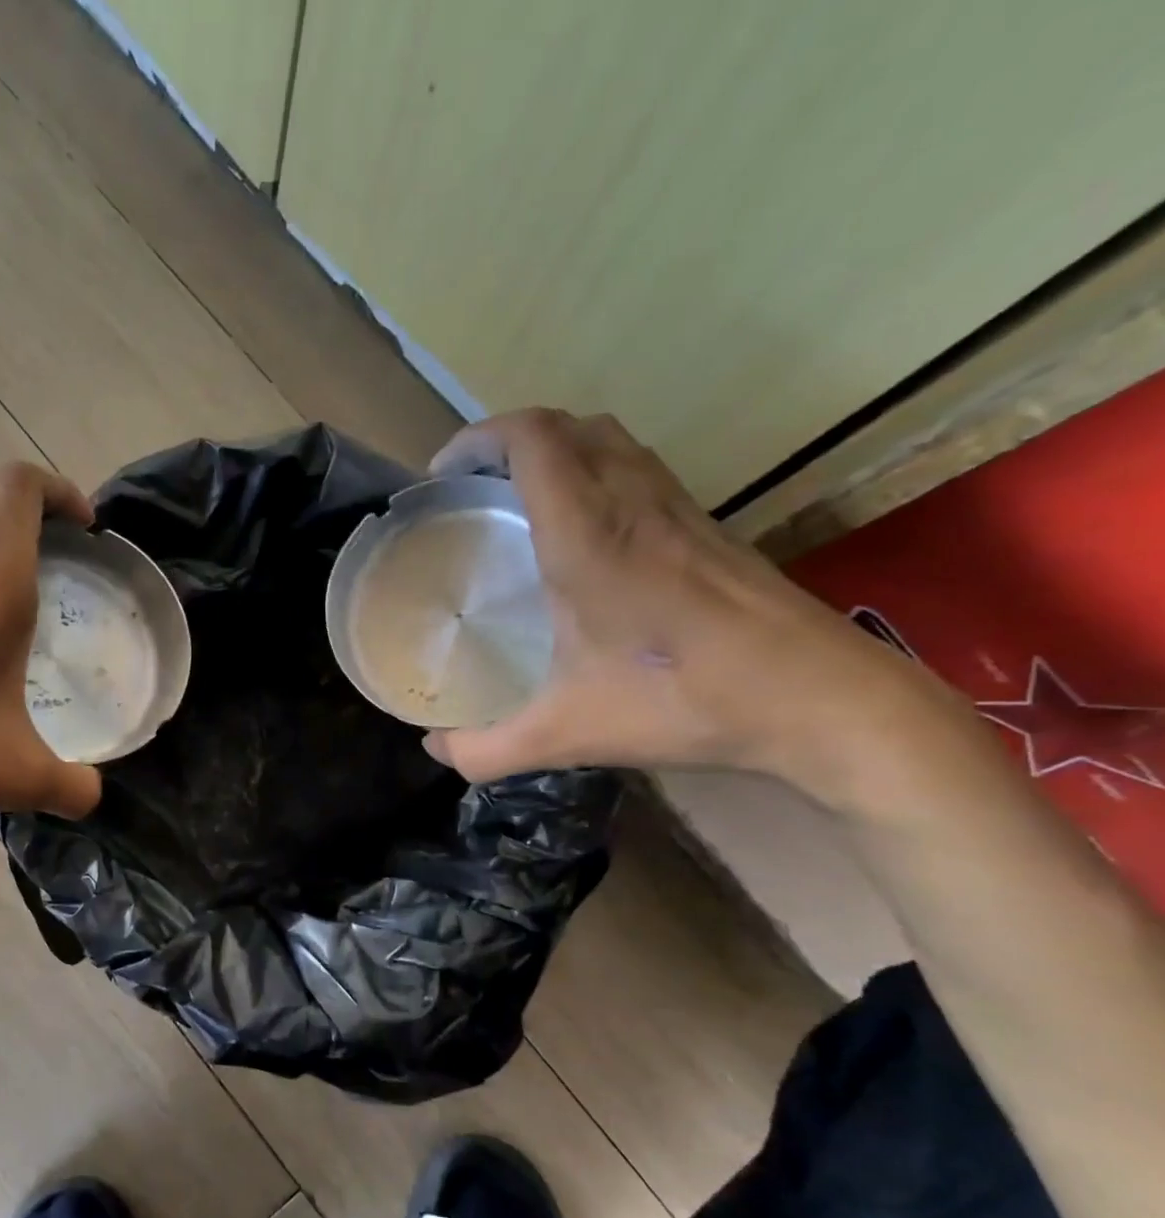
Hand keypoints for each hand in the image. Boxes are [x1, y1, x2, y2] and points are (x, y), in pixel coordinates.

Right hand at [422, 408, 964, 800]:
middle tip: (474, 488)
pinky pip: (638, 470)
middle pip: (568, 426)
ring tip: (519, 502)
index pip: (532, 439)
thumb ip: (486, 749)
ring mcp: (678, 509)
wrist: (822, 699)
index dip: (478, 438)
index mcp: (588, 535)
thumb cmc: (685, 702)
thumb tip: (435, 750)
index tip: (442, 476)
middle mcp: (632, 503)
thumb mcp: (566, 735)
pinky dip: (595, 475)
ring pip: (610, 442)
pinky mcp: (707, 527)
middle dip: (510, 440)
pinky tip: (584, 536)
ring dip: (557, 451)